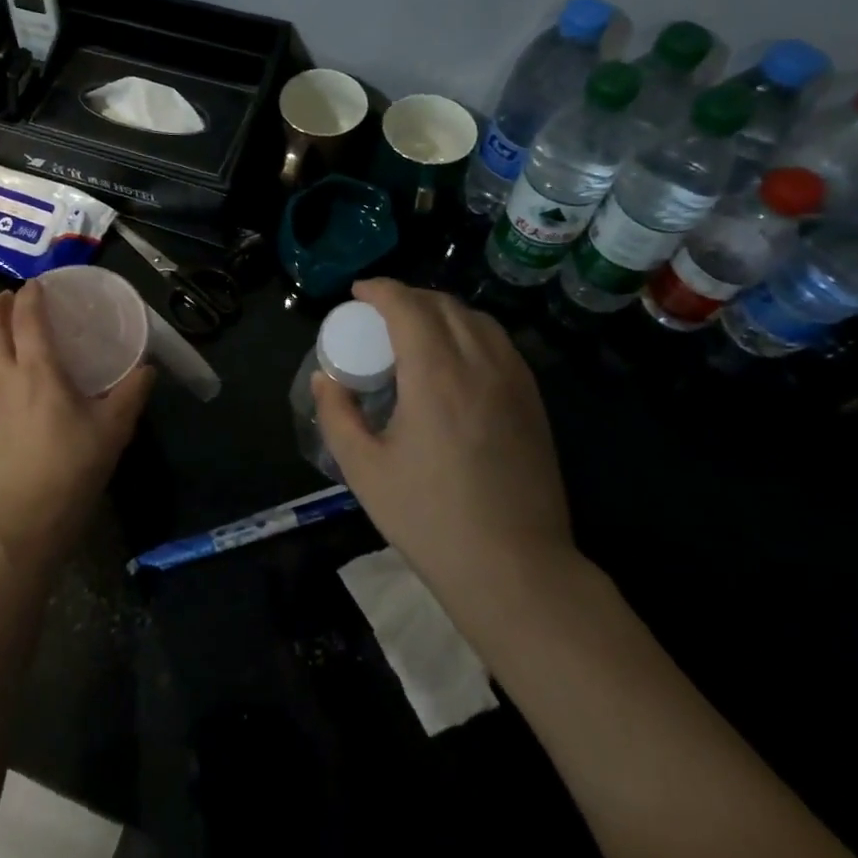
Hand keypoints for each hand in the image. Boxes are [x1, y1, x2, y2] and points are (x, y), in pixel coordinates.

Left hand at [0, 281, 154, 569]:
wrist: (28, 517)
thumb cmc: (74, 467)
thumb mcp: (114, 428)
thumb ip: (132, 392)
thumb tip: (147, 368)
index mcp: (38, 372)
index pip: (27, 319)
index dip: (30, 296)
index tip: (37, 285)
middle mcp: (3, 377)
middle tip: (10, 298)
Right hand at [313, 279, 573, 584]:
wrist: (515, 567)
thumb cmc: (429, 519)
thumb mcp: (364, 470)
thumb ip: (337, 415)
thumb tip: (325, 378)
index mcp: (435, 376)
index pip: (408, 307)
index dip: (380, 290)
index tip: (358, 292)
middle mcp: (480, 365)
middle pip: (444, 305)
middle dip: (408, 297)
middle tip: (379, 313)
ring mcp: (514, 381)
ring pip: (477, 320)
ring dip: (441, 311)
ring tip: (415, 329)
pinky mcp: (533, 401)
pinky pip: (499, 344)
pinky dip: (470, 332)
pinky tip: (454, 358)